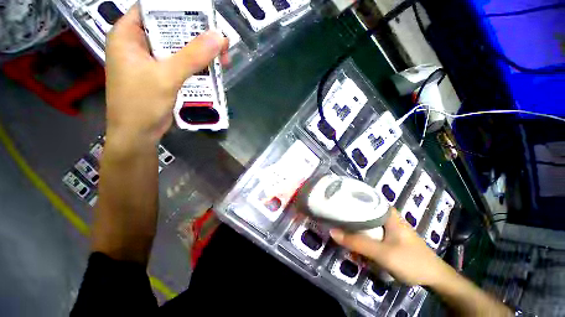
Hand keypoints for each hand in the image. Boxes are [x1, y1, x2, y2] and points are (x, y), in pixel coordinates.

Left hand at [104, 4, 228, 144]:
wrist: (138, 134)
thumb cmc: (142, 104)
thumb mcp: (167, 77)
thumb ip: (192, 57)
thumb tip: (219, 38)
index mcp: (127, 35)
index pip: (153, 9)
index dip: (178, 9)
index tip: (203, 16)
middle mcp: (137, 44)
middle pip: (169, 29)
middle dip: (196, 35)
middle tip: (220, 43)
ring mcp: (150, 61)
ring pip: (178, 48)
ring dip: (199, 53)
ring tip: (221, 59)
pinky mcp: (160, 75)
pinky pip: (180, 64)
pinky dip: (196, 66)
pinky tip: (210, 71)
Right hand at [330, 208, 450, 286]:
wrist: (434, 278)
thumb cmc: (411, 261)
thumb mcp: (382, 253)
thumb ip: (357, 242)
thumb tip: (332, 231)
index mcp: (386, 212)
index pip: (363, 197)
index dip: (348, 197)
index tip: (333, 199)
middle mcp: (385, 215)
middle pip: (361, 209)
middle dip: (347, 212)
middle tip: (331, 213)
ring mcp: (386, 225)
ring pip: (364, 219)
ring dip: (352, 223)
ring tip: (337, 223)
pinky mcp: (386, 235)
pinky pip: (368, 229)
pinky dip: (359, 231)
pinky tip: (351, 236)